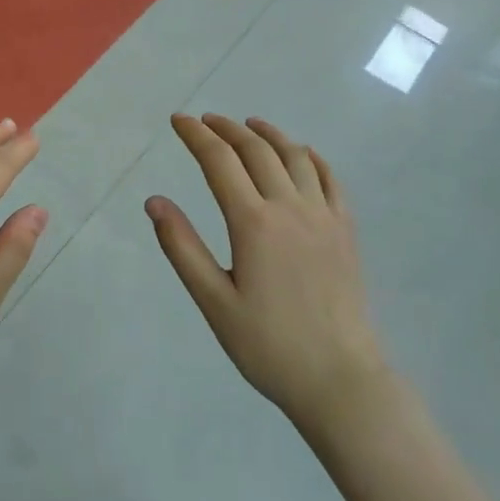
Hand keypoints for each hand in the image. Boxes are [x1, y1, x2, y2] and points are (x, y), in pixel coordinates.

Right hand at [148, 114, 384, 428]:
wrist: (340, 379)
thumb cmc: (268, 345)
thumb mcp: (214, 301)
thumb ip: (182, 247)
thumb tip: (154, 202)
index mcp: (253, 222)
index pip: (219, 161)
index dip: (196, 135)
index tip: (178, 121)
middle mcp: (289, 207)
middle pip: (256, 149)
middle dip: (226, 128)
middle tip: (205, 120)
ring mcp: (323, 216)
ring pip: (294, 156)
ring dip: (268, 133)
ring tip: (248, 124)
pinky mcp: (345, 230)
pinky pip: (330, 178)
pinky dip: (310, 156)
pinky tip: (301, 152)